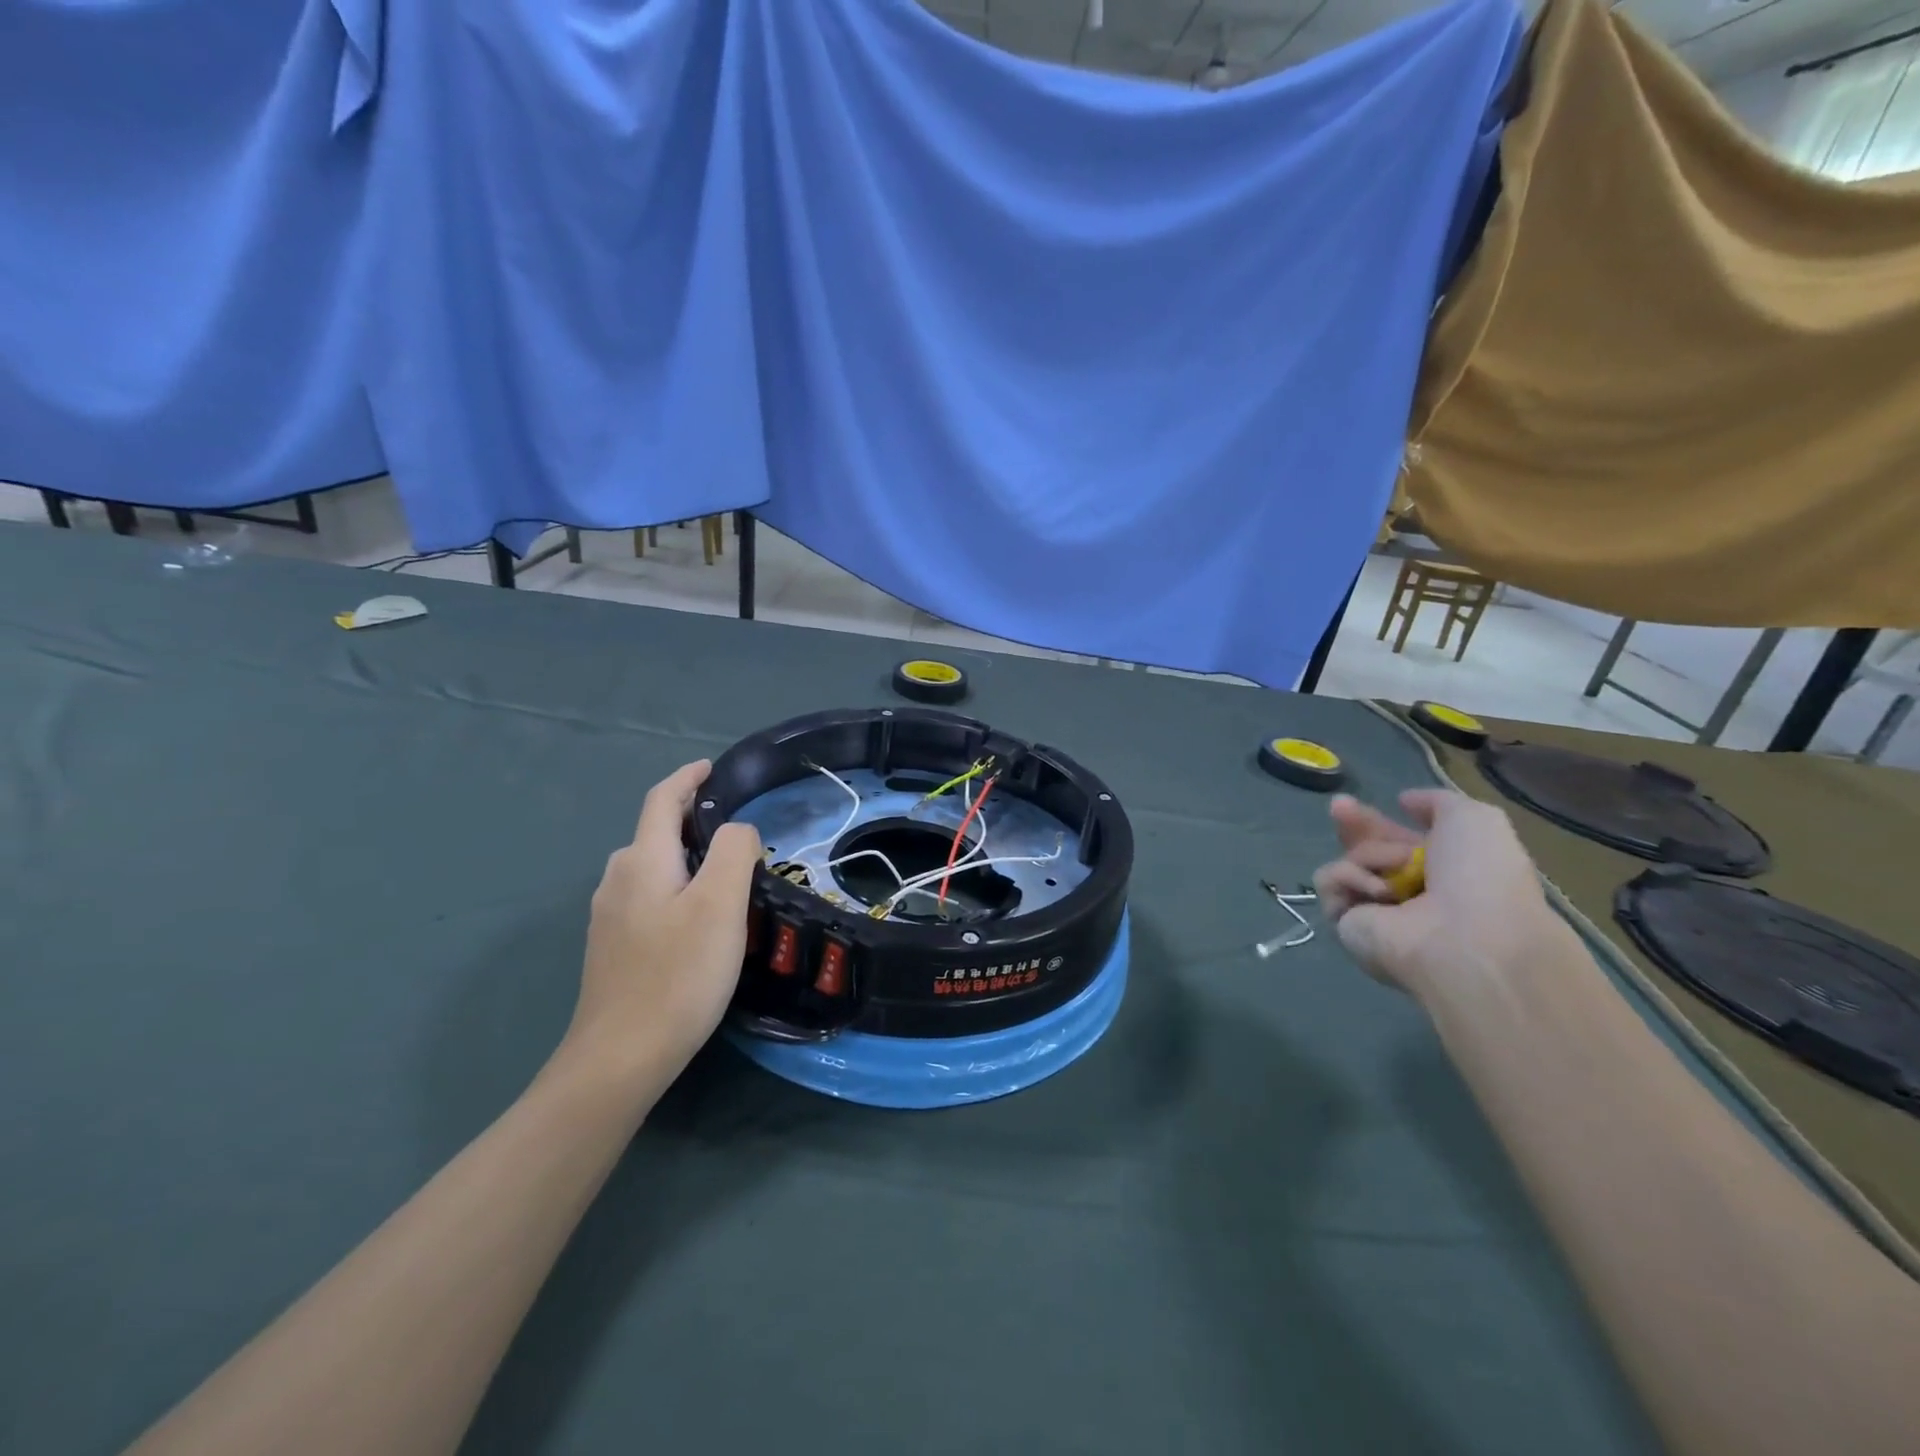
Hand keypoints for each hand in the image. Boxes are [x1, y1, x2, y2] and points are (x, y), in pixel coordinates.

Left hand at [561, 761, 762, 1101]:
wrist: (620, 1057)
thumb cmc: (678, 973)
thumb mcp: (720, 904)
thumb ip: (732, 851)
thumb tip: (736, 831)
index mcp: (642, 860)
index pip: (662, 799)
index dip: (687, 778)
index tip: (712, 767)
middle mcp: (617, 880)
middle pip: (655, 833)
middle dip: (691, 820)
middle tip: (737, 833)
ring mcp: (609, 917)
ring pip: (652, 869)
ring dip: (685, 858)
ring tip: (725, 875)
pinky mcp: (612, 949)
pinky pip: (648, 899)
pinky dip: (675, 889)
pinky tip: (697, 920)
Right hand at [1311, 789, 1564, 1002]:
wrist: (1468, 939)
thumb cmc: (1481, 876)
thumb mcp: (1474, 819)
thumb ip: (1437, 802)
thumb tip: (1404, 801)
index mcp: (1441, 872)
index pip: (1396, 841)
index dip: (1376, 822)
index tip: (1356, 802)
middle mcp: (1407, 894)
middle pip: (1365, 850)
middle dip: (1354, 827)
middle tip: (1340, 807)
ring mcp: (1374, 911)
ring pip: (1349, 861)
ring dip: (1372, 856)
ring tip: (1394, 874)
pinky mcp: (1346, 925)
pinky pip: (1330, 882)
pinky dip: (1350, 878)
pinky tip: (1379, 891)